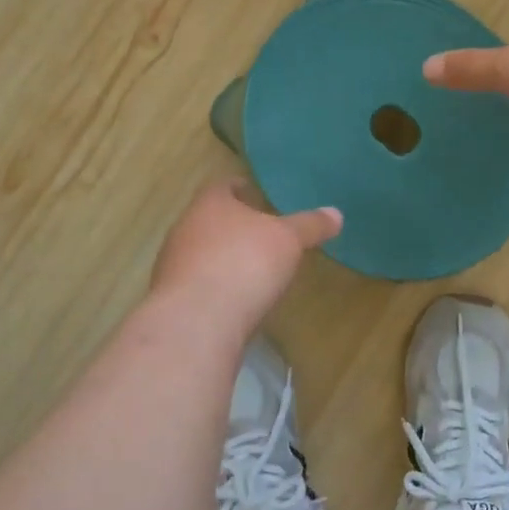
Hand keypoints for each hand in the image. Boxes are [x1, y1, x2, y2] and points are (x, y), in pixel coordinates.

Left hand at [150, 179, 341, 330]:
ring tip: (252, 268)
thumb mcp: (289, 240)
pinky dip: (216, 288)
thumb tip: (336, 213)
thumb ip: (310, 225)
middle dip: (234, 225)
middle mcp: (185, 228)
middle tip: (261, 232)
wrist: (197, 323)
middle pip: (210, 219)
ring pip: (201, 253)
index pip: (223, 186)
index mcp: (210, 204)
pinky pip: (198, 285)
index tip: (257, 195)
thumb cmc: (245, 263)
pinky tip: (236, 301)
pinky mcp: (173, 301)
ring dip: (223, 258)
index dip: (241, 188)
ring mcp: (173, 266)